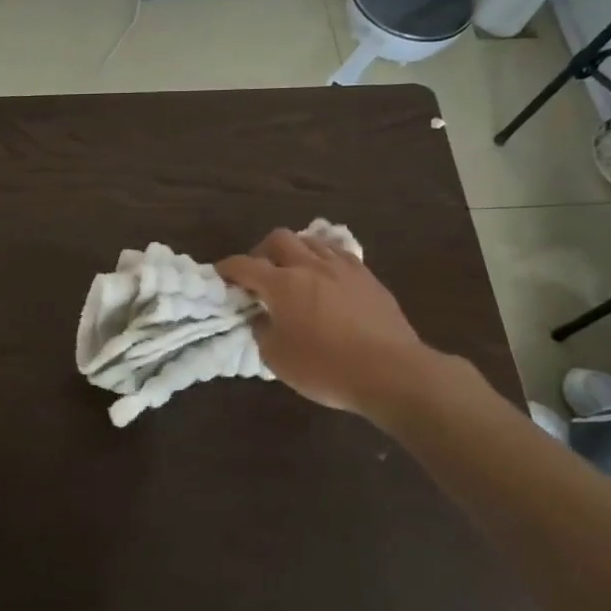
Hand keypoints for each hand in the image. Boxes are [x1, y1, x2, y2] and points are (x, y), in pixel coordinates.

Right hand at [217, 228, 435, 419]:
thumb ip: (262, 332)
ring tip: (293, 271)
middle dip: (262, 250)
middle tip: (259, 273)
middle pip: (279, 239)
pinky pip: (339, 254)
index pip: (244, 265)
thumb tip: (261, 318)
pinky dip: (324, 259)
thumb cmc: (326, 368)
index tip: (220, 275)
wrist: (391, 372)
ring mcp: (342, 268)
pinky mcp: (367, 277)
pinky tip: (325, 277)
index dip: (227, 268)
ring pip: (311, 241)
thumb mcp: (277, 359)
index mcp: (282, 284)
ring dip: (295, 251)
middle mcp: (310, 266)